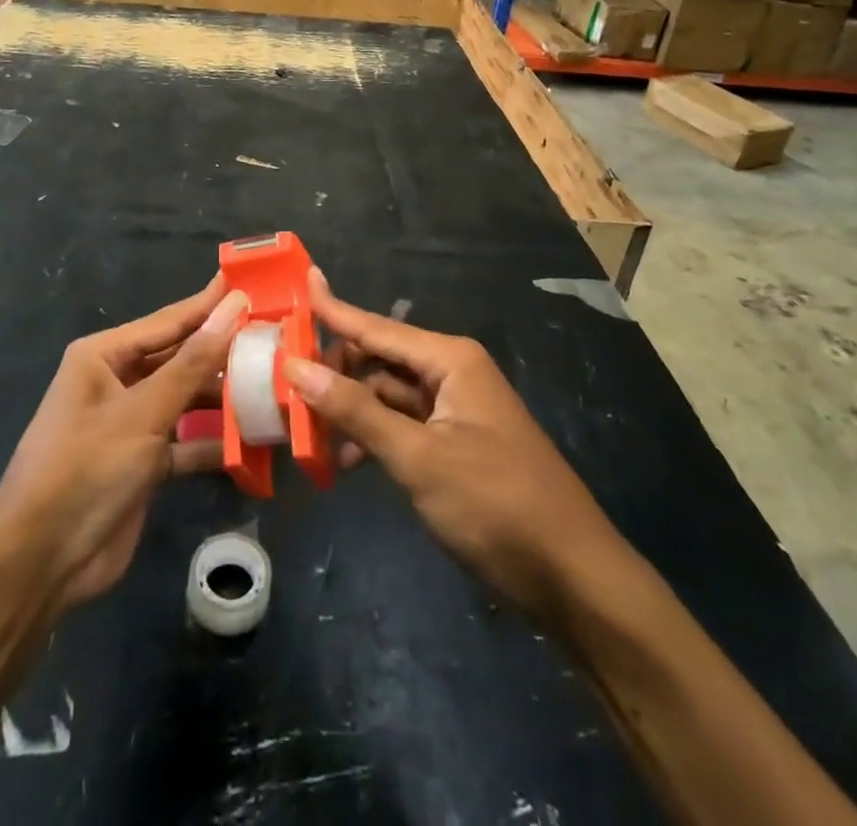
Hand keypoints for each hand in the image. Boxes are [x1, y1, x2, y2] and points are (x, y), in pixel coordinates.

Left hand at [0, 277, 247, 610]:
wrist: (41, 562)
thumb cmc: (86, 468)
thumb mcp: (143, 412)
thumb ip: (193, 363)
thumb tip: (233, 307)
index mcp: (104, 356)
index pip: (168, 321)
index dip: (210, 305)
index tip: (252, 286)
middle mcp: (117, 382)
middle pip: (180, 358)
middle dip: (222, 352)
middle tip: (275, 338)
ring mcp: (131, 424)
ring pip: (186, 399)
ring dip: (223, 398)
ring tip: (274, 384)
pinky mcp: (144, 462)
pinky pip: (186, 440)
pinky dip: (213, 440)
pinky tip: (254, 438)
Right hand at [285, 269, 619, 630]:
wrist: (572, 577)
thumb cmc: (495, 504)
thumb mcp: (417, 458)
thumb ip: (355, 411)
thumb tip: (296, 368)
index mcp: (449, 360)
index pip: (377, 327)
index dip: (334, 308)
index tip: (302, 281)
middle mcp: (452, 373)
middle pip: (379, 361)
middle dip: (335, 374)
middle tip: (284, 388)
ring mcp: (456, 410)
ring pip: (387, 396)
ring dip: (350, 411)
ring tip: (304, 432)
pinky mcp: (457, 444)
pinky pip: (403, 426)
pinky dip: (373, 438)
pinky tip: (344, 464)